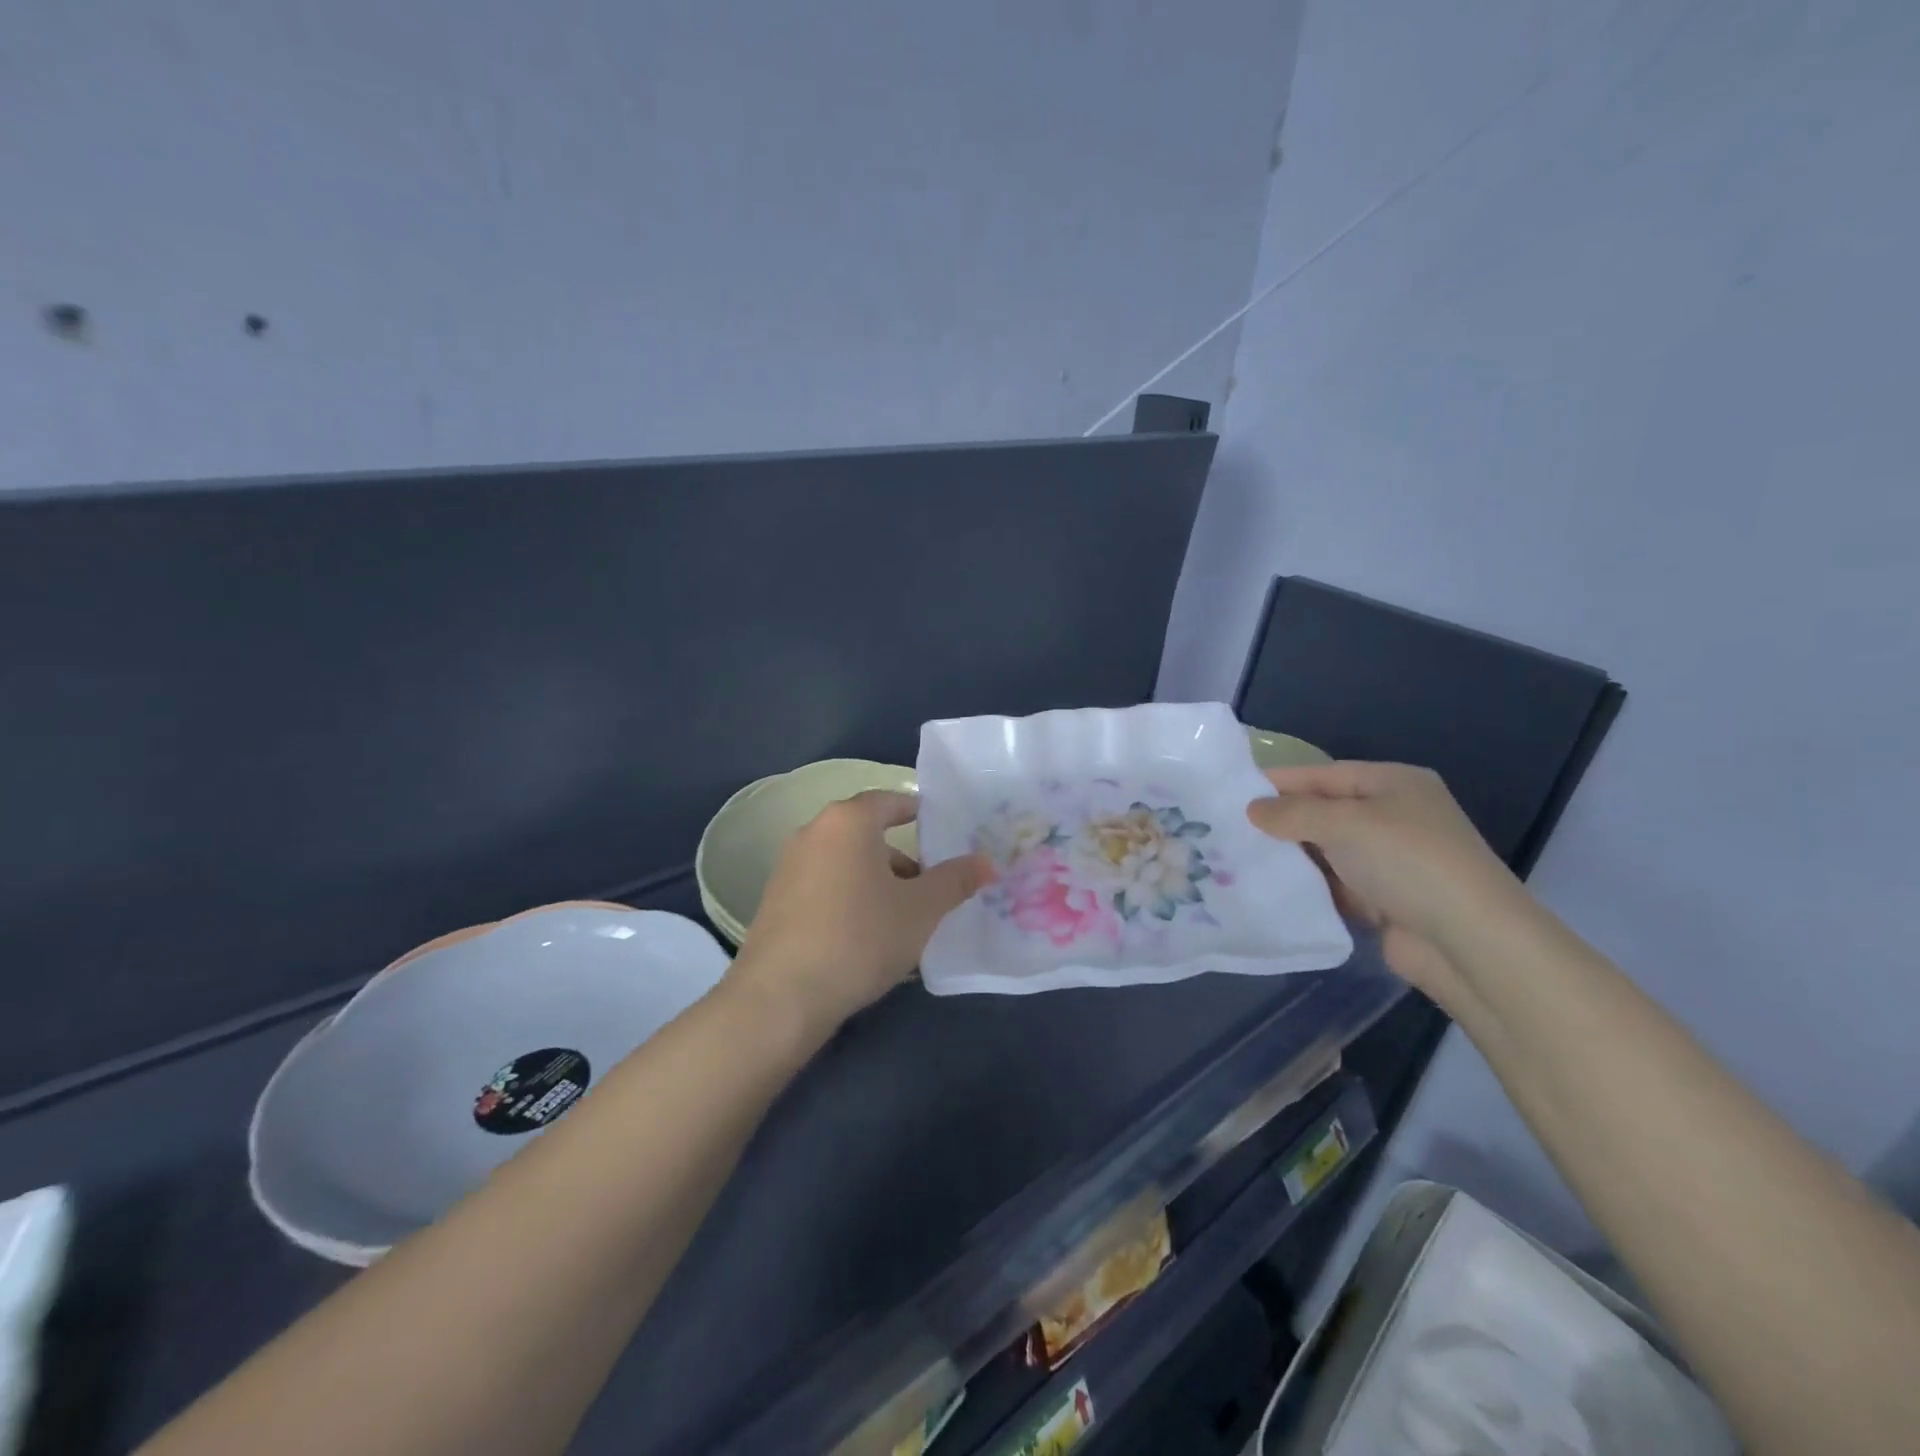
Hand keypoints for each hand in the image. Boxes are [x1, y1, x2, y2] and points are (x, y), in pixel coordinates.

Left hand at [732, 790, 990, 1035]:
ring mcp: (788, 867)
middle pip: (866, 834)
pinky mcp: (775, 901)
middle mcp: (813, 833)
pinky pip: (824, 886)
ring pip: (845, 863)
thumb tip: (987, 862)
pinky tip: (865, 937)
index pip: (888, 801)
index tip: (939, 829)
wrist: (782, 995)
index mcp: (848, 822)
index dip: (916, 812)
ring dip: (875, 881)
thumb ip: (955, 881)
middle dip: (901, 858)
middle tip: (929, 887)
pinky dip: (849, 898)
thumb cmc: (861, 937)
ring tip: (902, 919)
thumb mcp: (921, 910)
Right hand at [1245, 762, 1531, 1009]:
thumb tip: (1252, 809)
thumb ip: (1292, 813)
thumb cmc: (1407, 861)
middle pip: (1325, 811)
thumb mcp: (1343, 823)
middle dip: (1282, 821)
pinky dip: (1309, 886)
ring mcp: (1392, 860)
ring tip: (1239, 858)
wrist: (1468, 942)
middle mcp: (1394, 816)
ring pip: (1328, 850)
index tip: (1231, 792)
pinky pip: (1336, 884)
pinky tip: (1273, 889)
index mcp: (1393, 783)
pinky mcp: (1386, 900)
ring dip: (1292, 856)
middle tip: (1228, 828)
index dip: (1280, 782)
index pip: (1324, 774)